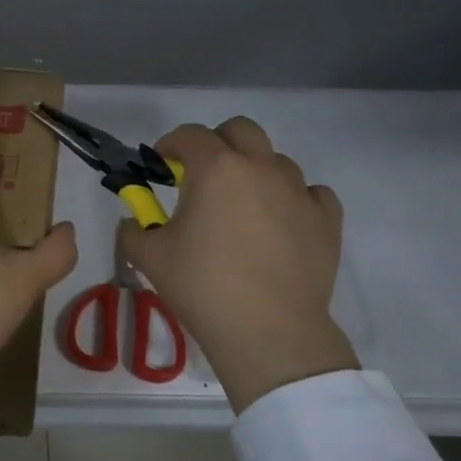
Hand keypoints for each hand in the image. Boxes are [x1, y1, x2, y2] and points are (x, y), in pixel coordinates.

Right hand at [120, 117, 357, 413]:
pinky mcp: (327, 219)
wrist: (268, 331)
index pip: (189, 135)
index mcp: (216, 169)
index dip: (170, 145)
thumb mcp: (149, 257)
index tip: (161, 167)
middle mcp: (261, 168)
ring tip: (242, 208)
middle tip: (202, 176)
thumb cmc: (203, 287)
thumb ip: (134, 228)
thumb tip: (134, 220)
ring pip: (276, 161)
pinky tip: (281, 223)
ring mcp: (299, 191)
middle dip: (217, 143)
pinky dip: (293, 199)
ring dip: (255, 172)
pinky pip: (311, 193)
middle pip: (241, 130)